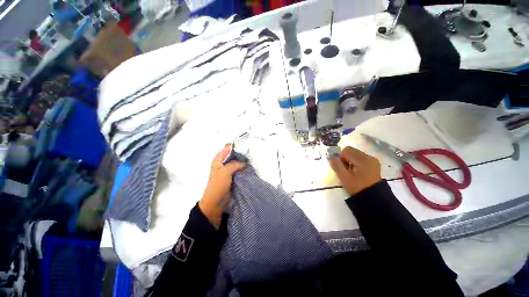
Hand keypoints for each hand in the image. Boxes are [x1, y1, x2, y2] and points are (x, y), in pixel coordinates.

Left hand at [199, 144, 245, 227]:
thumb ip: (235, 164)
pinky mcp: (233, 177)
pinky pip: (239, 170)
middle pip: (233, 155)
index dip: (235, 146)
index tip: (246, 145)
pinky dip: (244, 169)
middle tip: (251, 153)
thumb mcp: (225, 171)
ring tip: (253, 160)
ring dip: (243, 162)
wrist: (216, 202)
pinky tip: (250, 168)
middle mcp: (223, 163)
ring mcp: (228, 170)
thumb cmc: (218, 184)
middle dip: (241, 154)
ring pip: (237, 163)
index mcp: (218, 160)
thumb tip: (245, 162)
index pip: (227, 149)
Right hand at [328, 146, 381, 195]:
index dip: (340, 157)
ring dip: (349, 162)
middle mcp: (369, 157)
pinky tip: (356, 174)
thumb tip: (330, 156)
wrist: (373, 200)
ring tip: (350, 174)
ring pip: (355, 156)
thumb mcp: (344, 177)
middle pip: (351, 152)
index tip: (341, 168)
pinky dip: (355, 165)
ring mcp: (372, 162)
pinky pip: (360, 161)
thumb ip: (336, 165)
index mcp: (363, 158)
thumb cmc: (357, 187)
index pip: (346, 150)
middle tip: (345, 171)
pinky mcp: (373, 166)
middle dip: (345, 160)